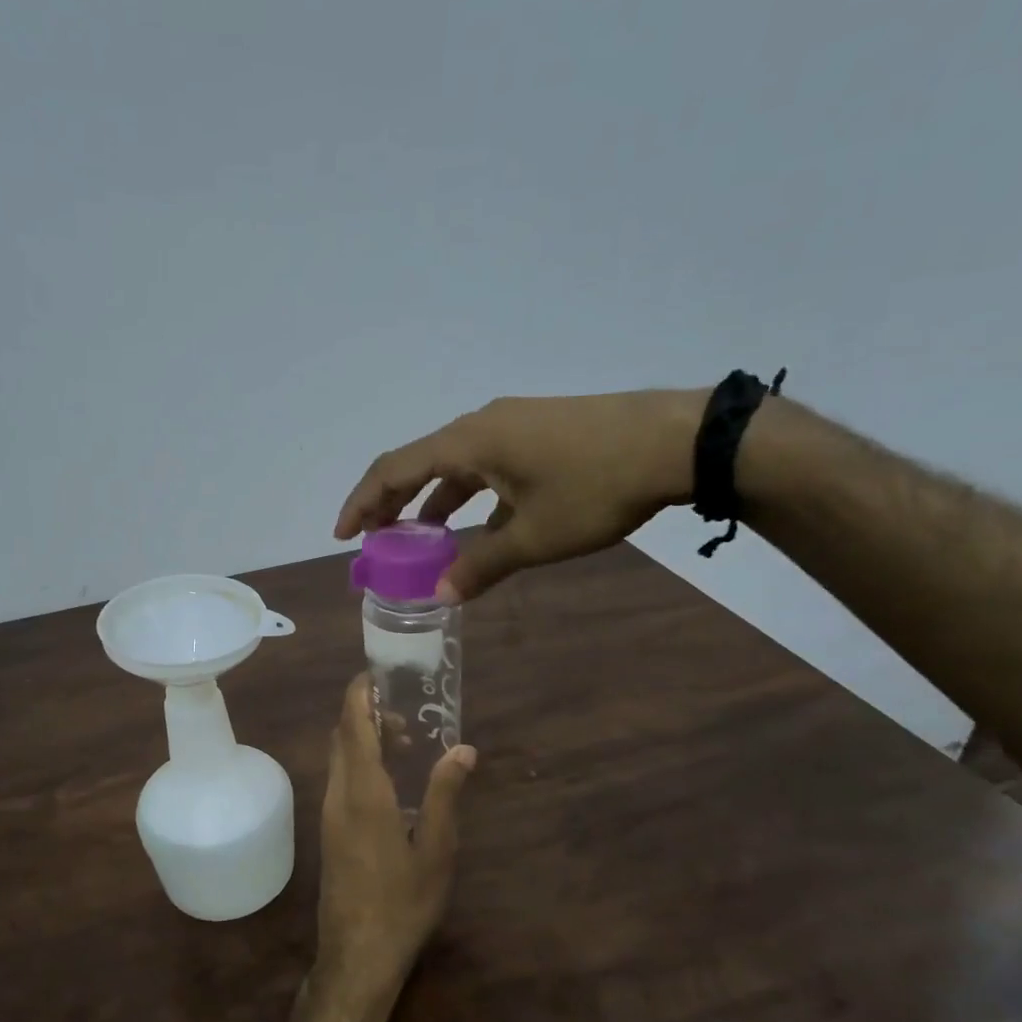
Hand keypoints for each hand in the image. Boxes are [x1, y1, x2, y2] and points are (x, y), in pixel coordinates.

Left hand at [317, 675, 475, 1005]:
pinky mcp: (330, 831)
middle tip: (406, 715)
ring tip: (406, 745)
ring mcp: (329, 814)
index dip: (359, 695)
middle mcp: (338, 794)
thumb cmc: (402, 902)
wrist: (357, 954)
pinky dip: (361, 764)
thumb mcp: (436, 849)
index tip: (377, 674)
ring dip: (365, 741)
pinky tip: (392, 784)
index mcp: (363, 792)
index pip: (352, 726)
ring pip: (339, 759)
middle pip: (342, 737)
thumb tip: (463, 749)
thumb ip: (445, 794)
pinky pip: (341, 780)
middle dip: (367, 715)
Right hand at [334, 389, 706, 601]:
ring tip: (420, 539)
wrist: (678, 441)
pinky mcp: (540, 433)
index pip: (395, 470)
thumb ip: (481, 565)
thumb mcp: (535, 537)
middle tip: (373, 540)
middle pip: (419, 463)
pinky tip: (480, 528)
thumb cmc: (596, 487)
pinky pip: (487, 466)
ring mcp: (514, 425)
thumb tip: (441, 595)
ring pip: (455, 466)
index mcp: (468, 442)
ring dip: (432, 502)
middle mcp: (482, 426)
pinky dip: (470, 496)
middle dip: (392, 503)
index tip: (343, 535)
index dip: (363, 503)